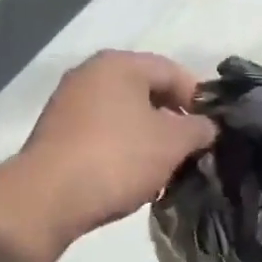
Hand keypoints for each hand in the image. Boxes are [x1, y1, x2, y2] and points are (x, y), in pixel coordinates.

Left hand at [18, 51, 217, 238]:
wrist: (48, 197)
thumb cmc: (118, 158)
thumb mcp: (172, 143)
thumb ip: (199, 129)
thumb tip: (207, 127)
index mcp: (119, 64)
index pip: (172, 71)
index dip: (199, 99)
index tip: (212, 130)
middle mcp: (90, 74)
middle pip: (146, 91)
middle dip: (173, 120)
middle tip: (191, 150)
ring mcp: (68, 103)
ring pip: (123, 114)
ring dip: (148, 137)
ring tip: (164, 168)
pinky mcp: (55, 133)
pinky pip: (101, 132)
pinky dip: (121, 148)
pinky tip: (132, 175)